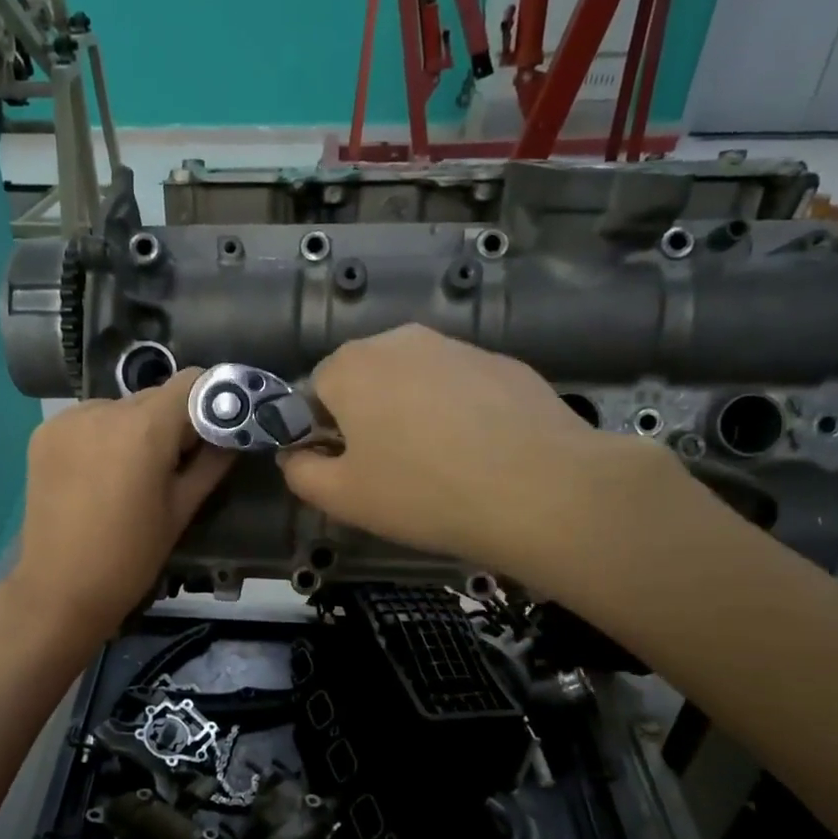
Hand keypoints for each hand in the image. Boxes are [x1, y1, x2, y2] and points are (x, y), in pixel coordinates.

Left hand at [6, 368, 234, 643]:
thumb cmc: (131, 556)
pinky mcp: (44, 433)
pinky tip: (101, 474)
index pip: (192, 382)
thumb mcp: (181, 510)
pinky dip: (104, 436)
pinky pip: (89, 420)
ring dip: (137, 428)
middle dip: (174, 421)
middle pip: (155, 396)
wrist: (59, 590)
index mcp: (143, 428)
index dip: (213, 399)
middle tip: (179, 462)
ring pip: (121, 407)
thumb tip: (235, 432)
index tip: (220, 428)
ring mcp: (68, 419)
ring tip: (134, 474)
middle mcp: (102, 409)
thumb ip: (212, 462)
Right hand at [278, 325, 683, 583]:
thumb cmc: (423, 493)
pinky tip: (480, 453)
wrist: (542, 491)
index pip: (314, 392)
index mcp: (351, 366)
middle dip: (368, 419)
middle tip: (392, 471)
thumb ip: (300, 473)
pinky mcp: (504, 363)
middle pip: (365, 381)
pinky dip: (458, 413)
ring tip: (440, 465)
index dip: (324, 434)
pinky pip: (460, 387)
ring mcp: (458, 346)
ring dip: (413, 414)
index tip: (349, 470)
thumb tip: (295, 455)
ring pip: (415, 382)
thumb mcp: (342, 498)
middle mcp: (400, 340)